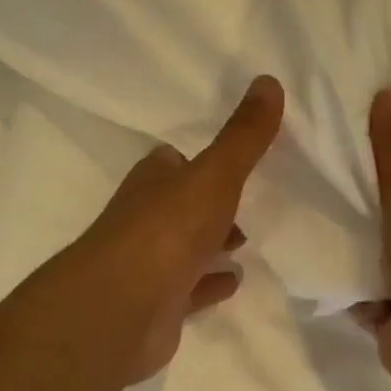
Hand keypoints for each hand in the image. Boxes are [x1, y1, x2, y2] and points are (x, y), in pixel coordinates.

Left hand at [67, 75, 284, 383]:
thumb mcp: (214, 174)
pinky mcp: (157, 306)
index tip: (227, 158)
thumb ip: (243, 135)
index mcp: (153, 181)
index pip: (171, 162)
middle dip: (208, 203)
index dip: (195, 160)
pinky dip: (210, 283)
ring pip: (185, 248)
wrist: (121, 310)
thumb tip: (269, 80)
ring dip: (211, 243)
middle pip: (180, 204)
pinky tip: (233, 281)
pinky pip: (190, 290)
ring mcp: (149, 265)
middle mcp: (145, 219)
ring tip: (245, 239)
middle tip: (245, 201)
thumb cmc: (167, 230)